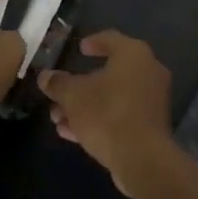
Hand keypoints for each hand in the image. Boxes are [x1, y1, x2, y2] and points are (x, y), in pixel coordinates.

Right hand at [39, 31, 172, 195]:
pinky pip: (121, 116)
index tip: (79, 49)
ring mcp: (152, 101)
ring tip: (58, 118)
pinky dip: (99, 120)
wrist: (142, 159)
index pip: (111, 39)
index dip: (93, 43)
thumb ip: (58, 83)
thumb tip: (45, 76)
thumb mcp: (73, 95)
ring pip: (113, 98)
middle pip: (109, 73)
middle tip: (60, 94)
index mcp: (134, 54)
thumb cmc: (107, 113)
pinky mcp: (151, 127)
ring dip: (85, 106)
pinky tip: (72, 133)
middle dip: (80, 86)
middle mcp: (148, 71)